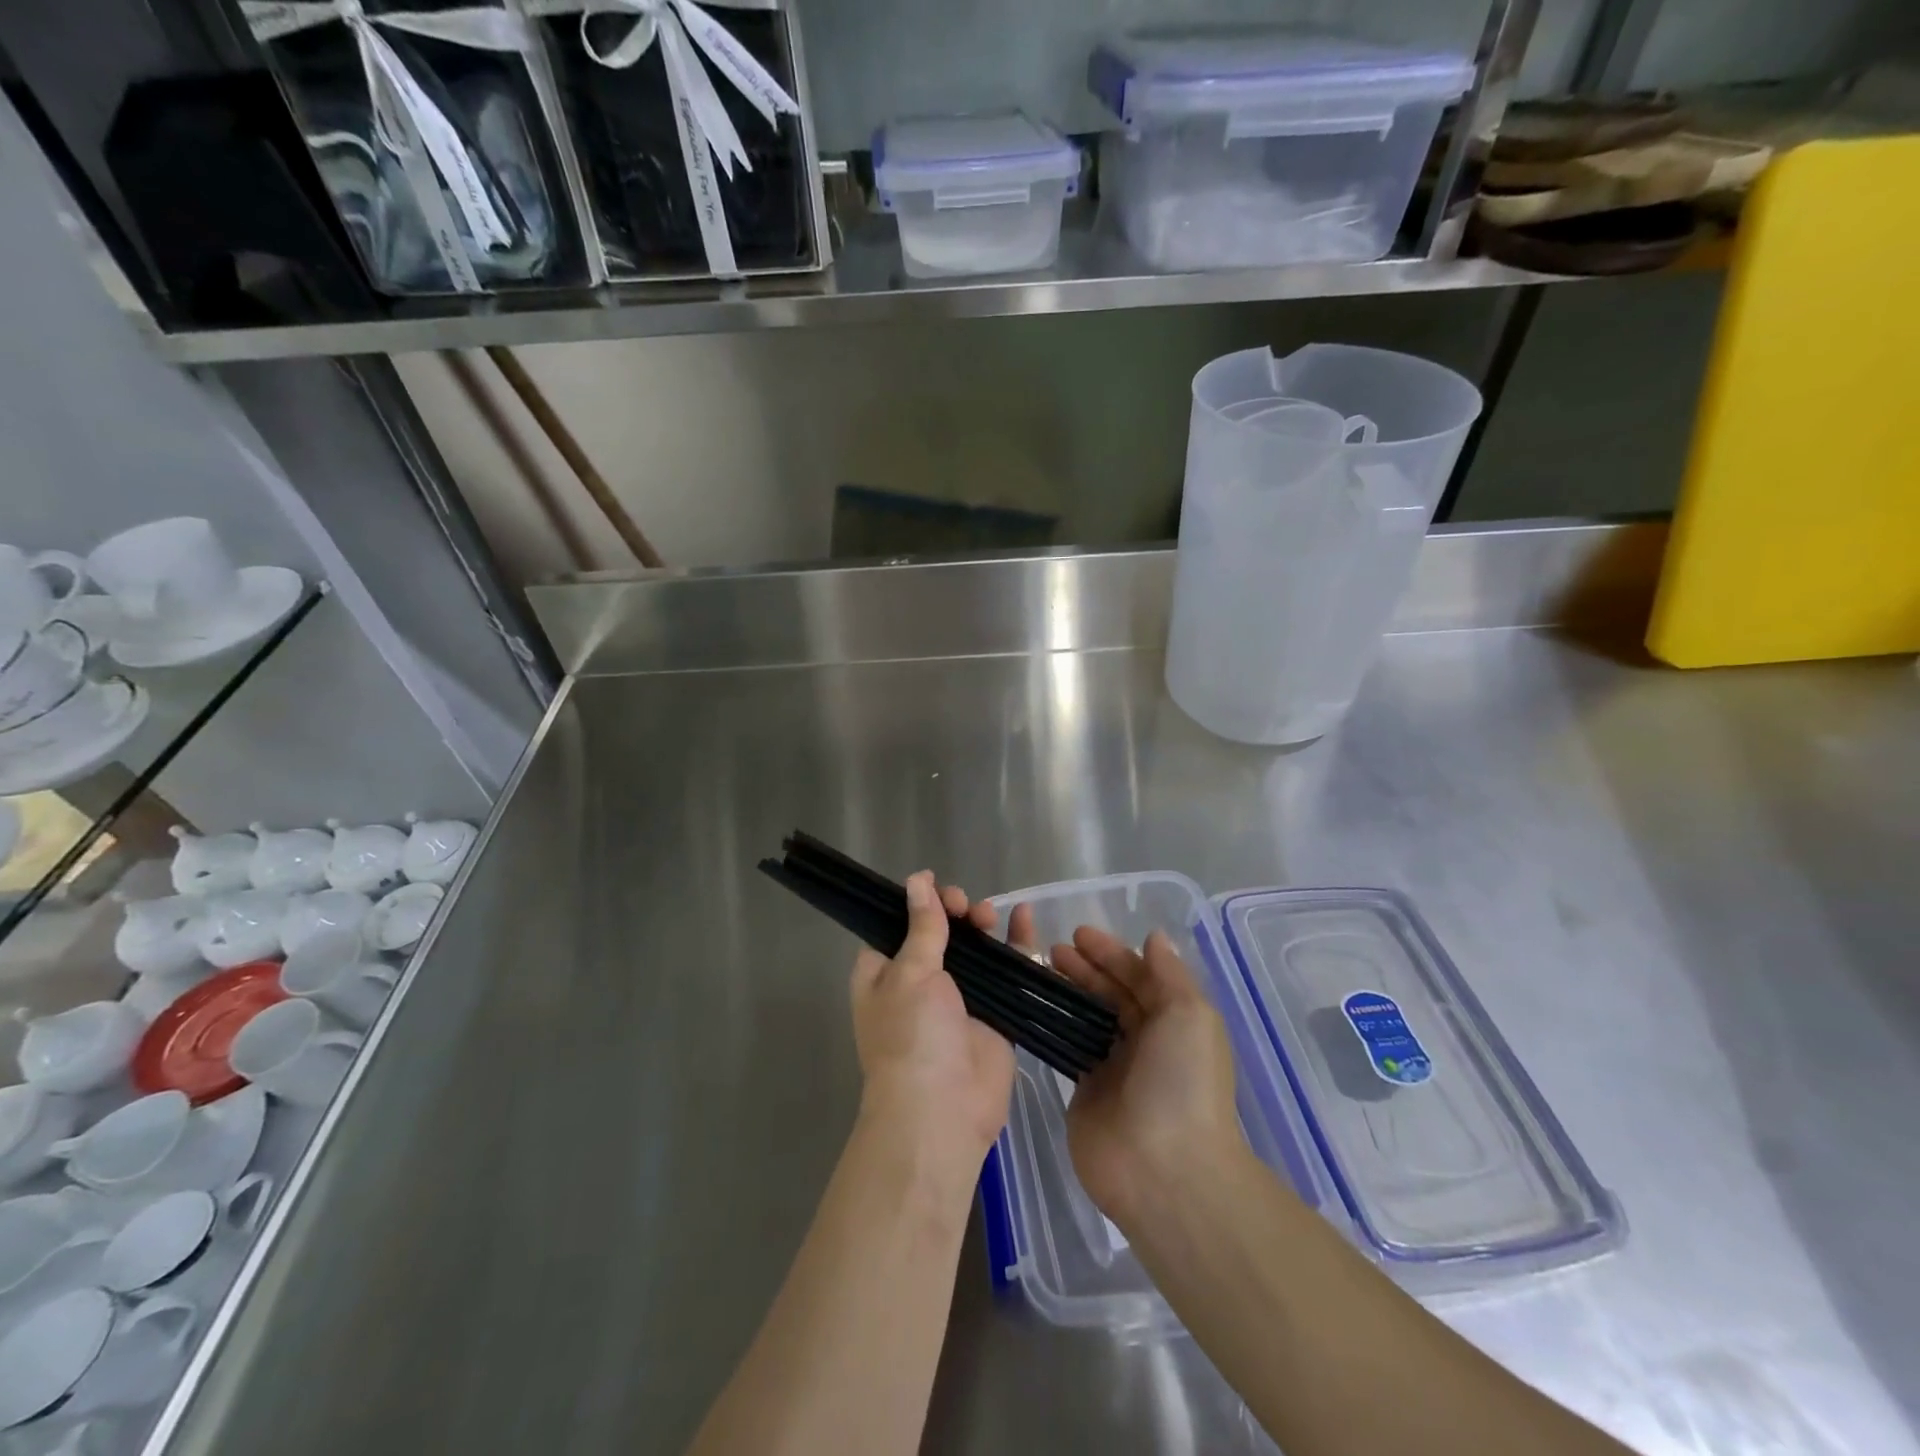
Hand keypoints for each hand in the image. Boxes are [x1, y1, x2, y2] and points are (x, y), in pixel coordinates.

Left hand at [851, 872, 1016, 1173]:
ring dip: (982, 924)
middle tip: (964, 906)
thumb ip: (922, 926)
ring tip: (988, 915)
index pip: (898, 924)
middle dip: (954, 911)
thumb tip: (917, 880)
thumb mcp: (910, 973)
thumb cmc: (911, 1036)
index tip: (935, 887)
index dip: (918, 903)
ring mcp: (960, 998)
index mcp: (885, 973)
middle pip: (941, 932)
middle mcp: (920, 982)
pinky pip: (1008, 971)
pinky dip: (1016, 945)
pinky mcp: (995, 1013)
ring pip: (976, 948)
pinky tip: (1024, 917)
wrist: (942, 1111)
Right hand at [1049, 928, 1245, 1227]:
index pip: (1139, 977)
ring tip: (1038, 970)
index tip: (1077, 934)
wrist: (1165, 1170)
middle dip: (1086, 968)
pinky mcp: (1085, 1093)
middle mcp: (1145, 1041)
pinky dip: (1053, 1026)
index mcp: (1174, 1022)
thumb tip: (1155, 938)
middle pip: (1111, 994)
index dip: (1111, 953)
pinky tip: (1032, 1007)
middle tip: (1052, 950)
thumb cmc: (1182, 1082)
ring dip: (1067, 992)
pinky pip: (1068, 1049)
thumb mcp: (1189, 1015)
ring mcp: (1114, 1068)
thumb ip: (1169, 974)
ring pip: (1087, 1018)